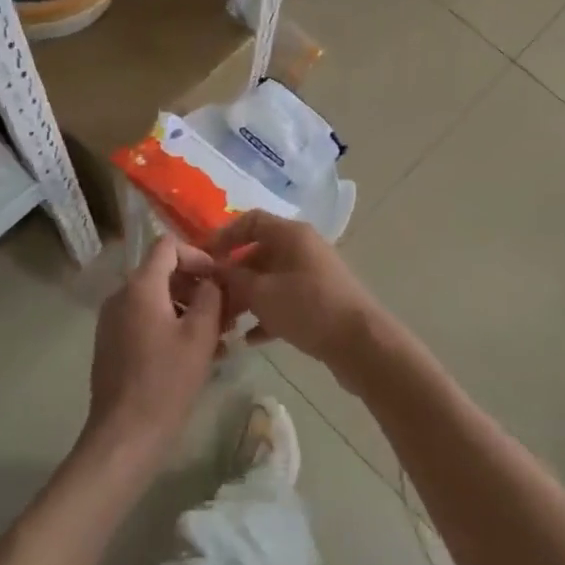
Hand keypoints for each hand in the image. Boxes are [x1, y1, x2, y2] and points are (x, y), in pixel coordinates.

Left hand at [81, 238, 224, 469]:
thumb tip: (211, 280)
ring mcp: (112, 321)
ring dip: (187, 307)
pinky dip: (170, 324)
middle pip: (162, 272)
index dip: (198, 255)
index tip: (220, 278)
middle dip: (196, 285)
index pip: (167, 246)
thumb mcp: (200, 335)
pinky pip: (145, 319)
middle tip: (226, 309)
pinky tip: (195, 352)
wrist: (124, 435)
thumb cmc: (167, 381)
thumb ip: (210, 296)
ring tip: (218, 335)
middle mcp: (120, 296)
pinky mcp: (112, 343)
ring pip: (156, 299)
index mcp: (140, 287)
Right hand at [206, 212, 391, 386]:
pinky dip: (266, 315)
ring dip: (246, 298)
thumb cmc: (308, 307)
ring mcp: (312, 275)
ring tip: (224, 322)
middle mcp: (302, 248)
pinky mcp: (319, 301)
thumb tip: (211, 269)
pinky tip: (248, 340)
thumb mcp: (262, 293)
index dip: (224, 236)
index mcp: (291, 234)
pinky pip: (284, 301)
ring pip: (269, 280)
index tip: (203, 258)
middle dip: (231, 275)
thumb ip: (232, 278)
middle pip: (258, 252)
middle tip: (208, 298)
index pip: (250, 221)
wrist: (361, 343)